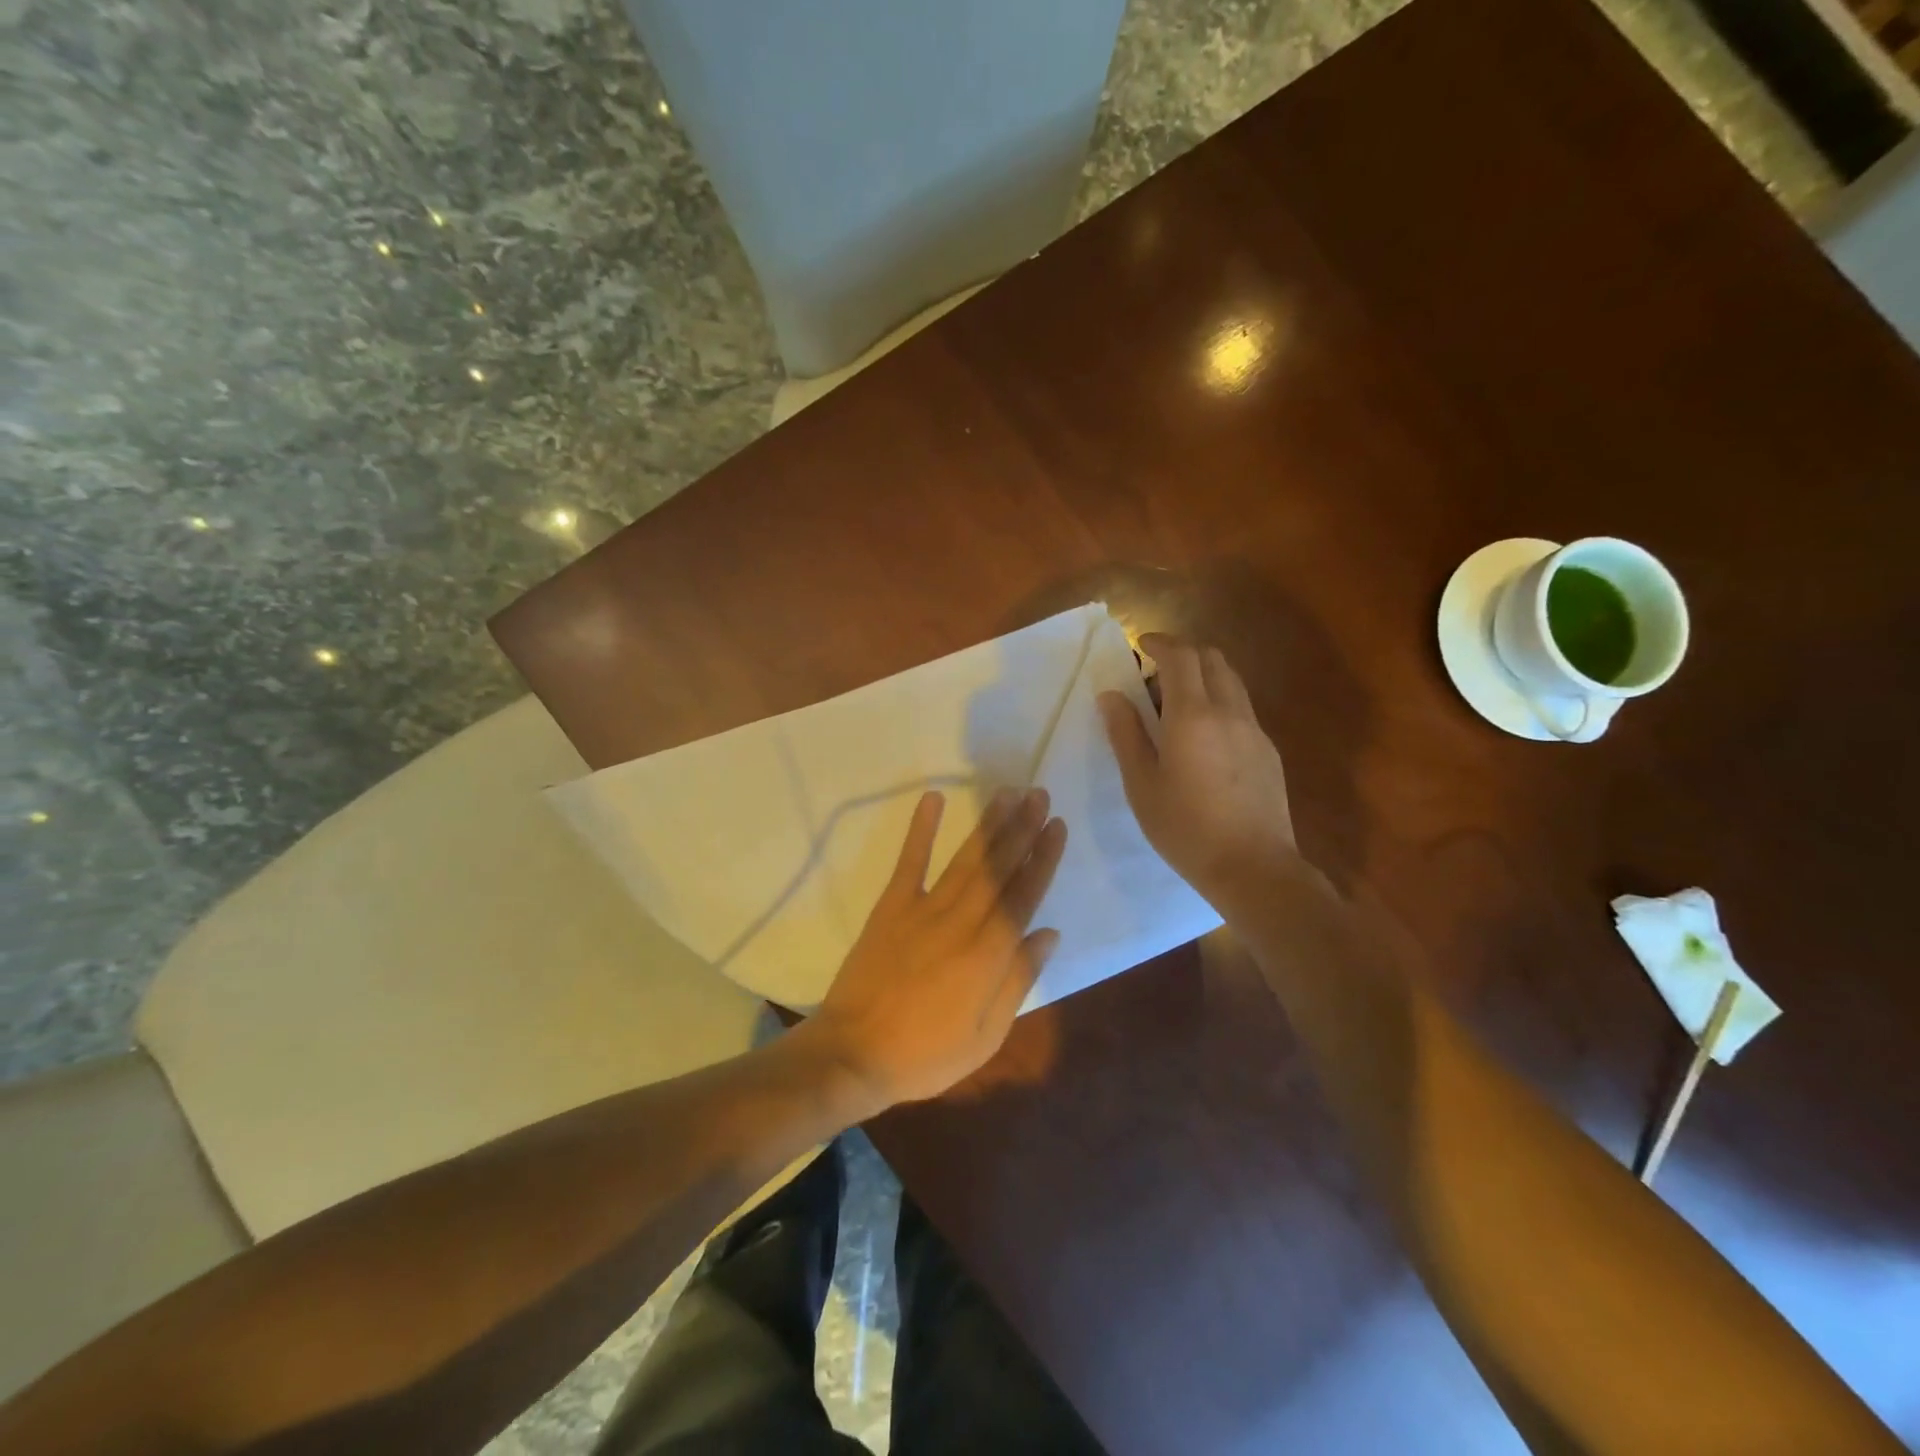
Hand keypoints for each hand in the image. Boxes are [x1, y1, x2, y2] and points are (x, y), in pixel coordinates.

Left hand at [800, 787, 1067, 1113]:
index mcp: (988, 955)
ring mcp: (923, 909)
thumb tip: (1049, 932)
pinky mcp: (891, 906)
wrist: (854, 1054)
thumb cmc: (926, 1054)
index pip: (1024, 896)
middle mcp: (961, 922)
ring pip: (965, 859)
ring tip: (1008, 793)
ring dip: (988, 824)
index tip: (1057, 826)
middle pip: (998, 867)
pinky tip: (934, 798)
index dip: (1043, 858)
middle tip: (1040, 795)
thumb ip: (1019, 979)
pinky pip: (909, 861)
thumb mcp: (986, 1034)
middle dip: (1022, 828)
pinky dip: (921, 828)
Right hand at [1099, 634, 1296, 914]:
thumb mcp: (1142, 784)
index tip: (1140, 645)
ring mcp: (1254, 730)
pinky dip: (1218, 702)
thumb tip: (1111, 695)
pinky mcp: (1268, 751)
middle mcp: (1229, 712)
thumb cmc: (1186, 828)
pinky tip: (1202, 739)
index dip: (1160, 642)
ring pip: (1231, 682)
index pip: (1181, 656)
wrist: (1253, 867)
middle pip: (1212, 659)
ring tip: (1175, 706)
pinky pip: (1241, 709)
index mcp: (1193, 715)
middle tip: (1154, 675)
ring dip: (1203, 677)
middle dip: (1183, 654)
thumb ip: (1125, 734)